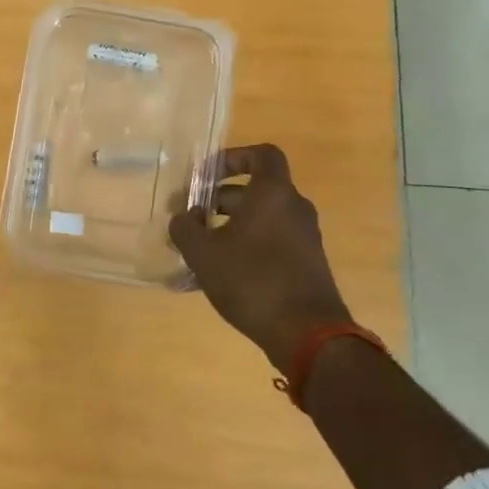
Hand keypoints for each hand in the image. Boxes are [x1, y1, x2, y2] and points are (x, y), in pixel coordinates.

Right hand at [169, 144, 352, 370]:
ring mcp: (304, 238)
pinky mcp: (306, 264)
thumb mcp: (203, 253)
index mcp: (273, 193)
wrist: (307, 334)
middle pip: (255, 189)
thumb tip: (181, 219)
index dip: (232, 157)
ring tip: (198, 247)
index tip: (206, 175)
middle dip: (218, 198)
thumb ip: (185, 228)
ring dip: (229, 225)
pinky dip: (245, 246)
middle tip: (189, 216)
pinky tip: (218, 272)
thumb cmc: (251, 279)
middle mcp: (294, 208)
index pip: (262, 154)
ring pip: (261, 218)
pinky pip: (271, 242)